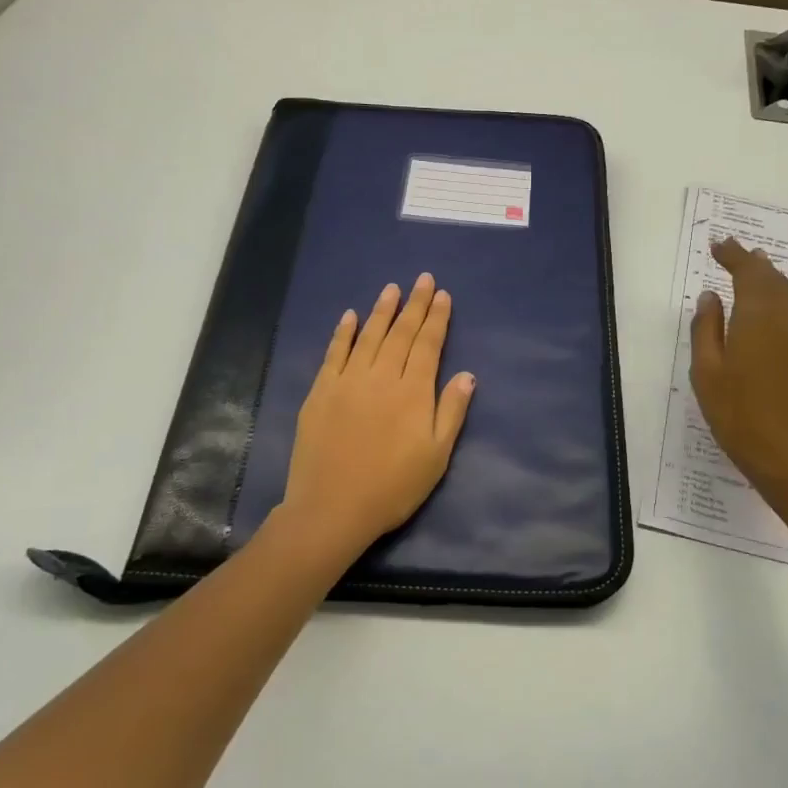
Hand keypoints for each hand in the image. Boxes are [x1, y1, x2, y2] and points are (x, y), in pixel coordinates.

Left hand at [281, 273, 475, 564]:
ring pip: (369, 336)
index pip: (428, 345)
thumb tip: (467, 374)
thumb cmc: (393, 487)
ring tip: (392, 289)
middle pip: (401, 333)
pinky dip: (343, 333)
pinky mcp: (321, 392)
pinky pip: (334, 353)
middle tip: (422, 279)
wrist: (333, 508)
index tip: (442, 295)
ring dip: (382, 310)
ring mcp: (347, 381)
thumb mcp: (436, 456)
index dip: (437, 318)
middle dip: (414, 304)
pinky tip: (350, 316)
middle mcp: (381, 377)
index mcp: (413, 392)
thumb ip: (452, 411)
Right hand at [690, 238, 787, 493]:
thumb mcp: (707, 372)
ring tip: (757, 270)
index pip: (747, 273)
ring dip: (772, 278)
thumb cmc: (738, 414)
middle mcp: (787, 320)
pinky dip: (784, 299)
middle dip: (754, 263)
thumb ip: (707, 329)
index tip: (718, 245)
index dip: (733, 256)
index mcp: (757, 318)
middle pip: (773, 279)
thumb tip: (711, 296)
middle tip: (736, 253)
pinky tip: (774, 308)